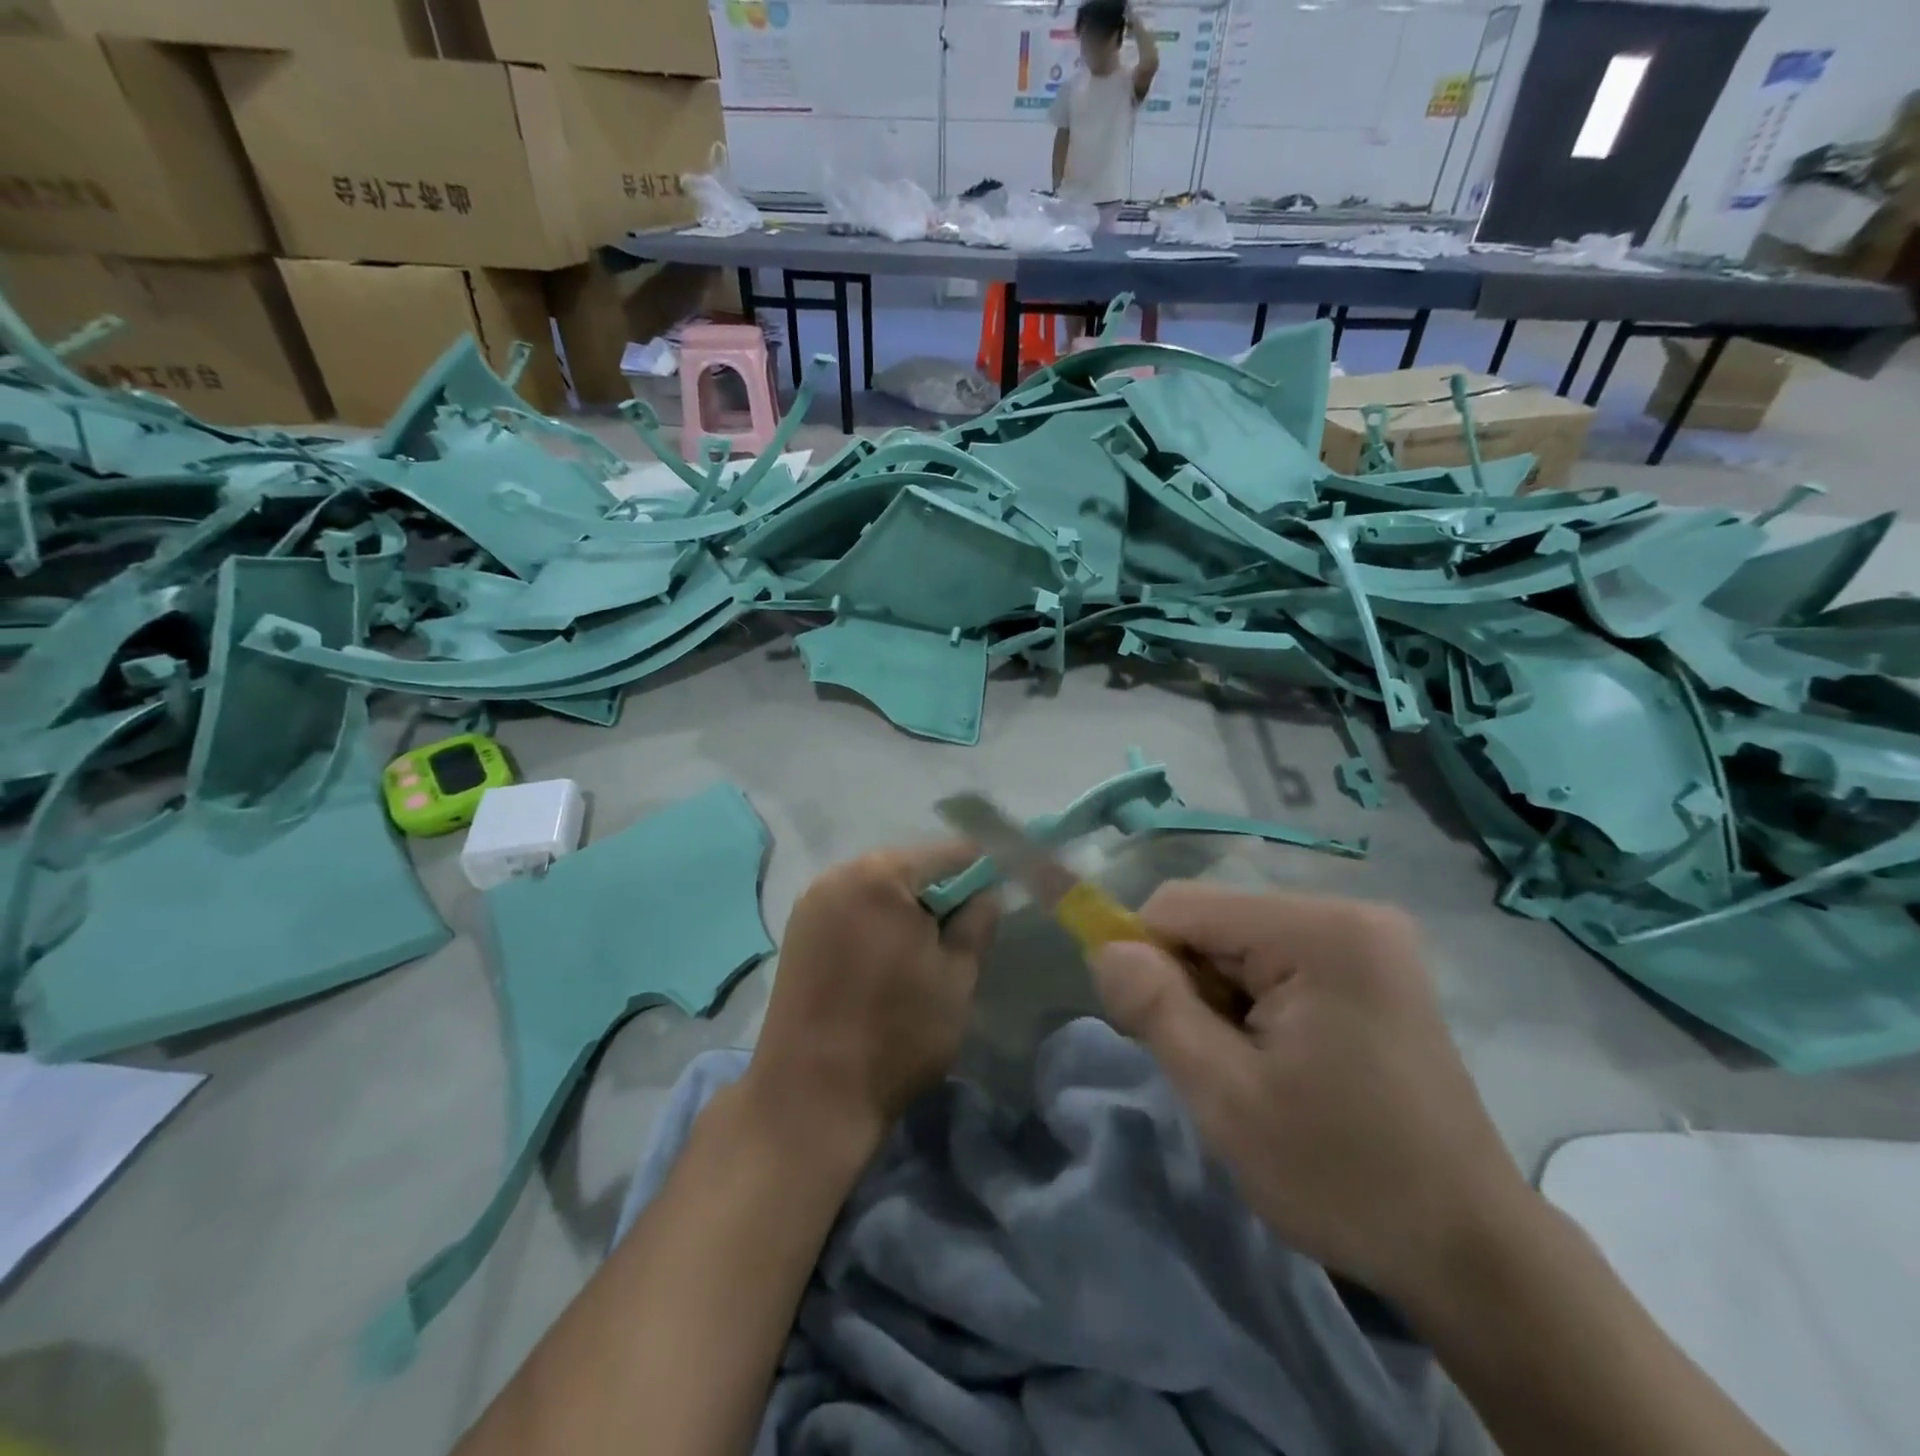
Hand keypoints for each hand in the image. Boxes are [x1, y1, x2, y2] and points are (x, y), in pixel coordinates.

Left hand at [747, 845, 998, 1142]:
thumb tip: (985, 893)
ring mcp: (811, 902)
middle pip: (907, 867)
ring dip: (905, 910)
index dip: (980, 874)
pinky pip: (850, 909)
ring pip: (877, 889)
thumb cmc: (896, 1033)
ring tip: (923, 954)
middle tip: (960, 935)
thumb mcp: (956, 977)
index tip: (995, 903)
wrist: (809, 1097)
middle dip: (938, 893)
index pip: (948, 854)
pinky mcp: (796, 932)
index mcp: (880, 874)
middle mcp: (838, 873)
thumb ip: (977, 923)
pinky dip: (875, 923)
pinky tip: (886, 962)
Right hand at [1089, 883, 1530, 1304]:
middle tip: (1212, 1066)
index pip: (1181, 905)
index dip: (1147, 959)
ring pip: (1239, 941)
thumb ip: (1156, 1009)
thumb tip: (1105, 948)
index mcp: (1317, 931)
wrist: (1471, 1252)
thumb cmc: (1343, 1175)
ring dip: (1220, 998)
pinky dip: (1254, 1001)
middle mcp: (1347, 913)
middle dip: (1190, 984)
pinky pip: (1276, 959)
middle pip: (1214, 921)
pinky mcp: (1374, 965)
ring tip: (1251, 1070)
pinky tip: (1281, 1060)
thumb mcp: (1227, 1098)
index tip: (1156, 1032)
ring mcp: (1367, 938)